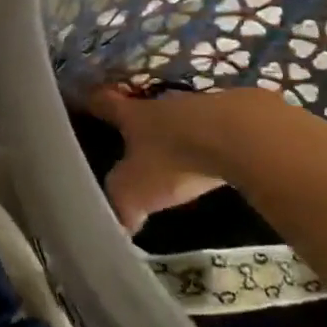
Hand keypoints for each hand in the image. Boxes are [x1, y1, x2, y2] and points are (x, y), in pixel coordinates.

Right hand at [86, 86, 230, 233]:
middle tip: (133, 141)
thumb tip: (117, 224)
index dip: (92, 103)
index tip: (83, 102)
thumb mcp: (134, 192)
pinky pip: (219, 128)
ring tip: (180, 155)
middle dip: (140, 125)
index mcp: (133, 115)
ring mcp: (203, 105)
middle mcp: (164, 104)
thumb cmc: (175, 160)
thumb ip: (120, 206)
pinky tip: (221, 159)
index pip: (103, 103)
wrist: (242, 136)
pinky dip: (216, 141)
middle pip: (145, 109)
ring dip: (180, 133)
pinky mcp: (240, 113)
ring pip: (184, 118)